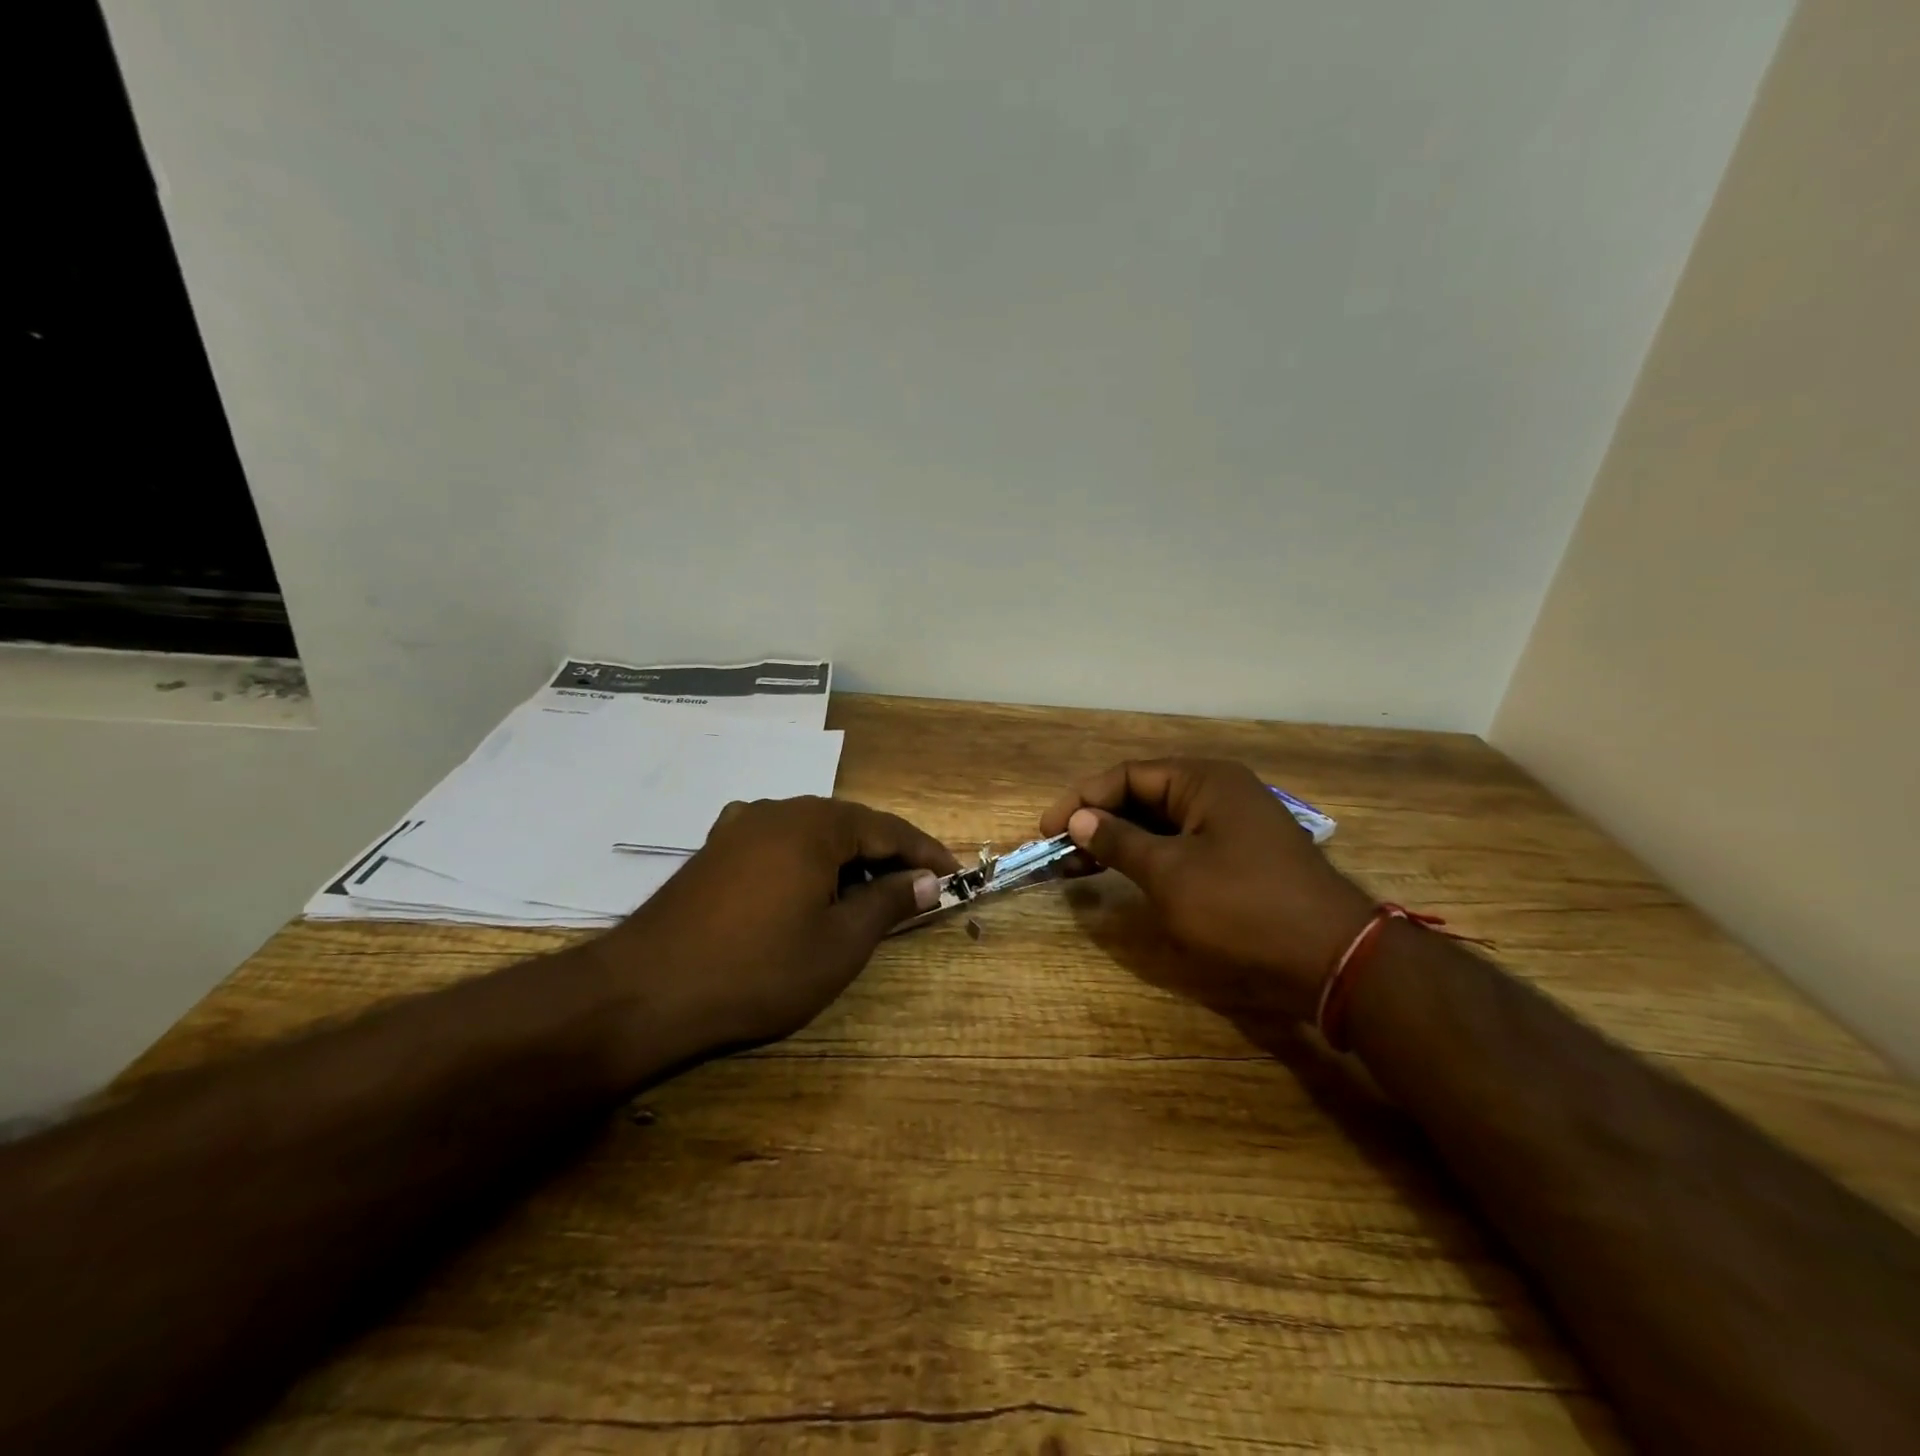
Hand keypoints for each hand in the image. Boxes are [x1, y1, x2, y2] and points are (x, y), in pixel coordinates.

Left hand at [589, 797, 955, 1063]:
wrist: (644, 991)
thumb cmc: (758, 970)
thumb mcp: (839, 944)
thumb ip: (889, 903)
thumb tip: (927, 880)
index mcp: (815, 824)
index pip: (888, 829)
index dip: (926, 853)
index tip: (955, 875)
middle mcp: (779, 810)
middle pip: (850, 826)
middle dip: (886, 857)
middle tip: (915, 891)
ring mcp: (740, 826)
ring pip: (812, 834)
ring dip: (846, 861)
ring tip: (865, 897)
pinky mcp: (715, 850)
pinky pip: (778, 844)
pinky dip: (806, 863)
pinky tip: (805, 889)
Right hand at [1041, 759, 1372, 1020]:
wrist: (1331, 959)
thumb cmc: (1242, 908)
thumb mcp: (1170, 874)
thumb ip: (1119, 841)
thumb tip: (1079, 819)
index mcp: (1204, 780)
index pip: (1127, 775)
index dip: (1081, 800)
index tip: (1046, 830)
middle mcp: (1218, 791)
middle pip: (1142, 795)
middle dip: (1097, 821)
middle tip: (1058, 852)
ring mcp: (1232, 825)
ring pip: (1160, 823)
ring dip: (1118, 841)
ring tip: (1078, 867)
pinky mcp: (1239, 857)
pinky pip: (1181, 845)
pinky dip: (1147, 857)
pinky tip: (1122, 875)